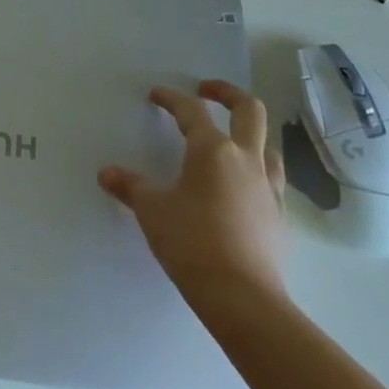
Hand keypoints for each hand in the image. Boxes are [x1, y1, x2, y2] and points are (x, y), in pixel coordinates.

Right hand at [99, 79, 289, 330]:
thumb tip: (107, 173)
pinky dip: (257, 172)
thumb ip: (130, 187)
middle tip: (207, 91)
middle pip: (249, 110)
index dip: (172, 98)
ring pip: (268, 145)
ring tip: (230, 141)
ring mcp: (269, 189)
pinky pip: (273, 180)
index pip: (191, 110)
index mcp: (213, 150)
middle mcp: (246, 160)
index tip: (156, 95)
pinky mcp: (281, 218)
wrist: (242, 298)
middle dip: (228, 94)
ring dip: (249, 134)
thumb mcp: (151, 211)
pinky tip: (243, 188)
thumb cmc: (191, 242)